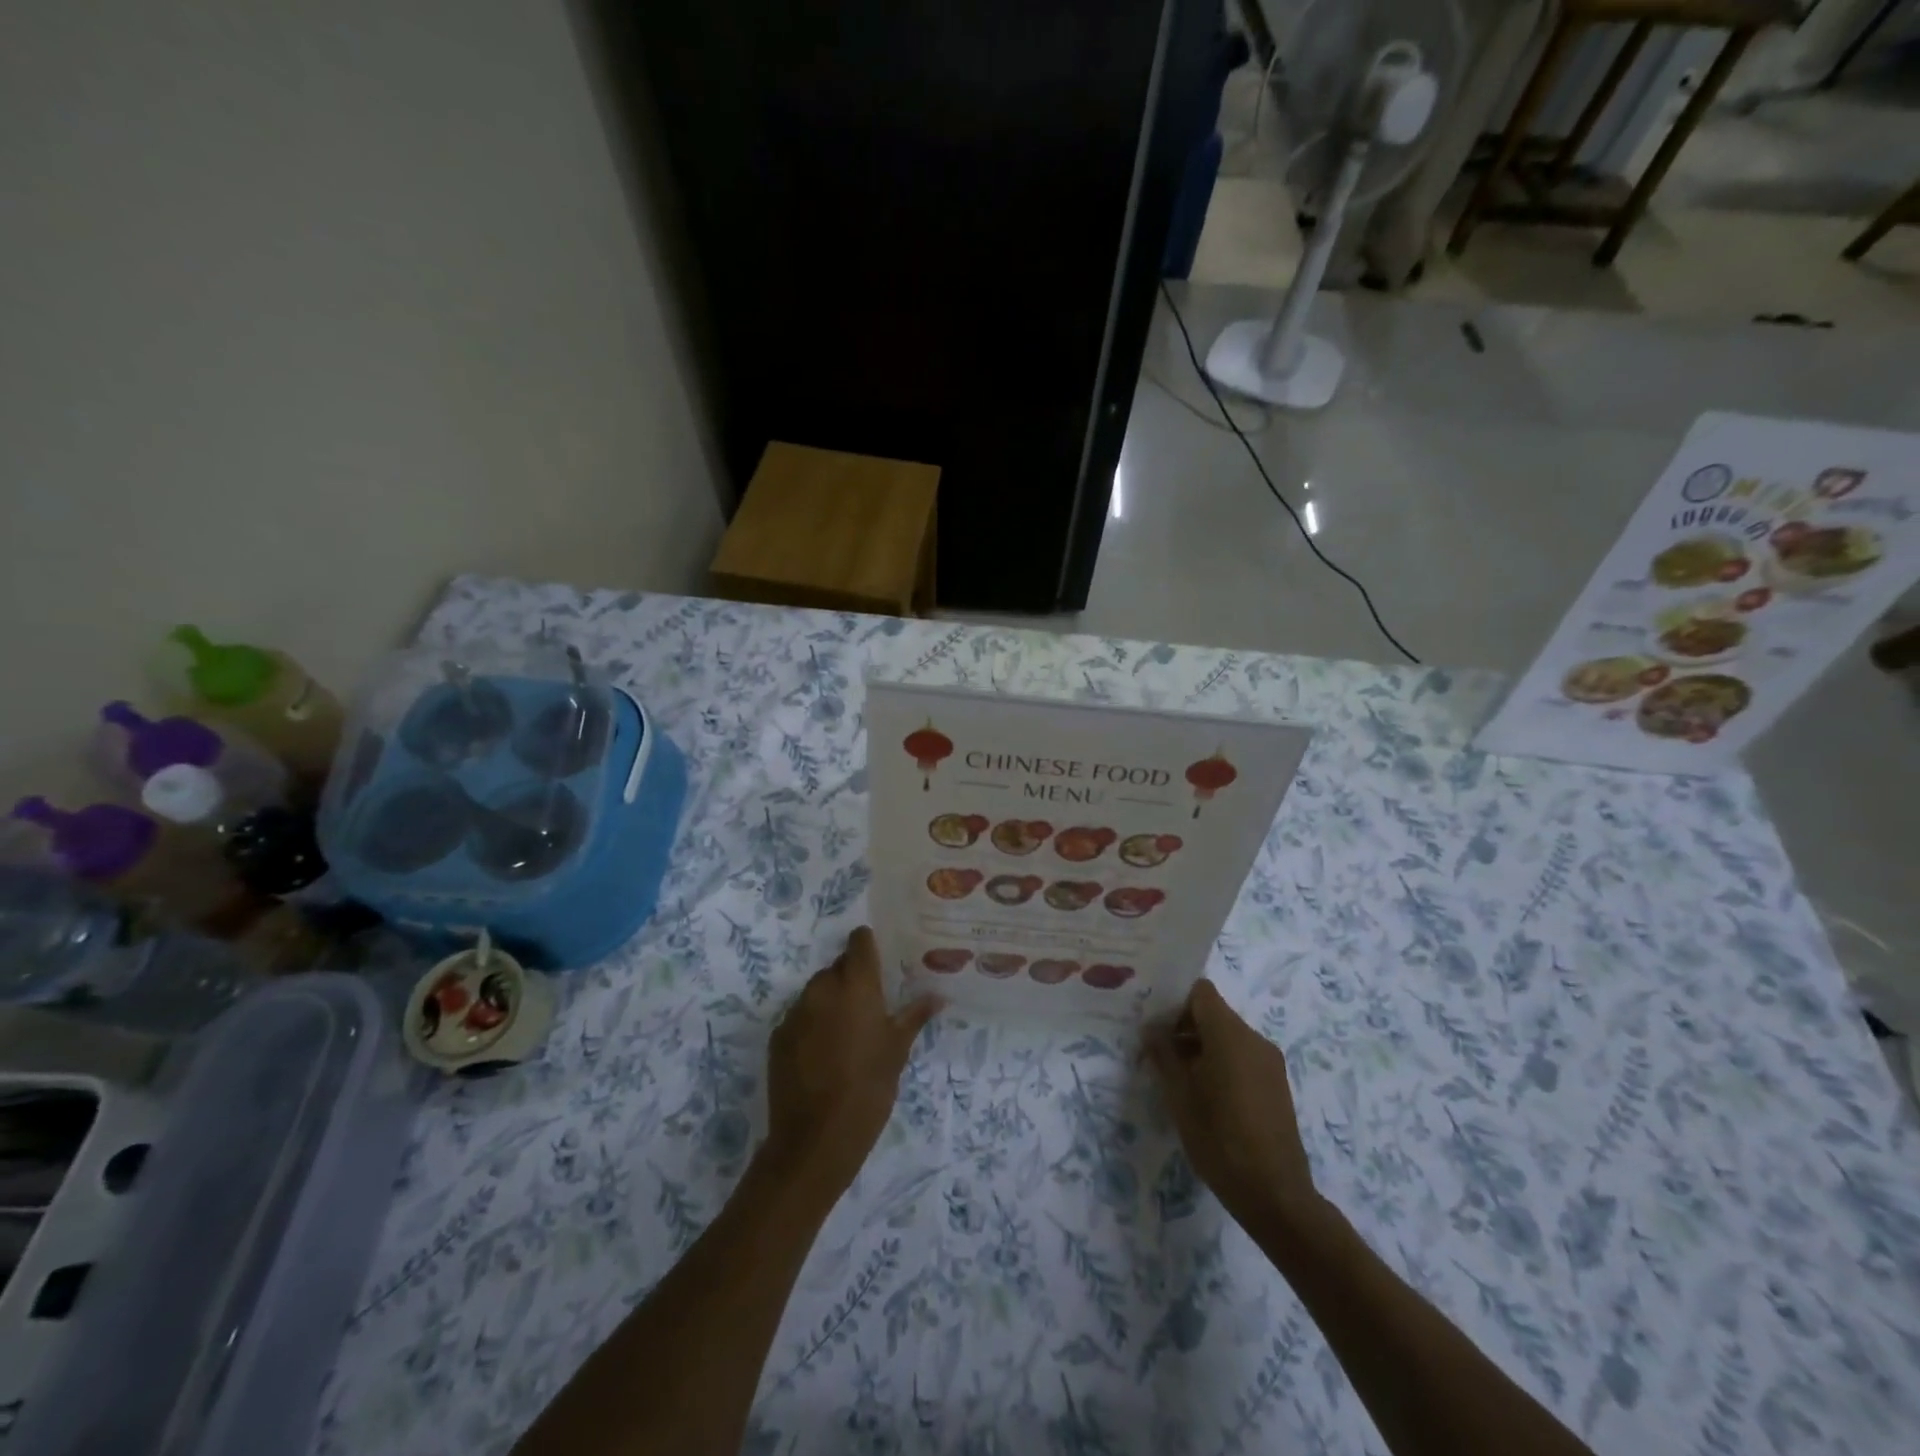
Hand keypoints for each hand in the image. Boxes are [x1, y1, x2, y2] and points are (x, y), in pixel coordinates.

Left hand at [764, 927, 940, 1198]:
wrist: (816, 1138)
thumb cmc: (869, 1088)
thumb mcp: (898, 1050)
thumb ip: (914, 1016)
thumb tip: (938, 995)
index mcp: (856, 985)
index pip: (859, 941)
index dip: (868, 944)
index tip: (878, 958)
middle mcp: (822, 988)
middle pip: (837, 967)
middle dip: (851, 980)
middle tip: (869, 1008)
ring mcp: (796, 1012)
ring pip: (817, 993)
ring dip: (830, 1003)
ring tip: (846, 1035)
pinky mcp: (778, 1036)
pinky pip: (799, 1018)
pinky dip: (811, 1026)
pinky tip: (822, 1055)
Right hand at [1144, 980, 1319, 1230]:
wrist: (1275, 1195)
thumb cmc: (1219, 1139)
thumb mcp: (1179, 1096)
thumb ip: (1163, 1054)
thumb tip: (1152, 1028)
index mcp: (1230, 1034)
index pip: (1200, 992)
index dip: (1175, 1002)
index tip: (1156, 1025)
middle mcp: (1254, 1039)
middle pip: (1214, 1013)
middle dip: (1185, 1027)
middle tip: (1158, 1054)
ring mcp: (1270, 1062)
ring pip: (1228, 1037)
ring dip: (1202, 1047)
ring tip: (1179, 1079)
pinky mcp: (1277, 1085)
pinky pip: (1243, 1057)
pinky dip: (1222, 1063)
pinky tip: (1206, 1096)